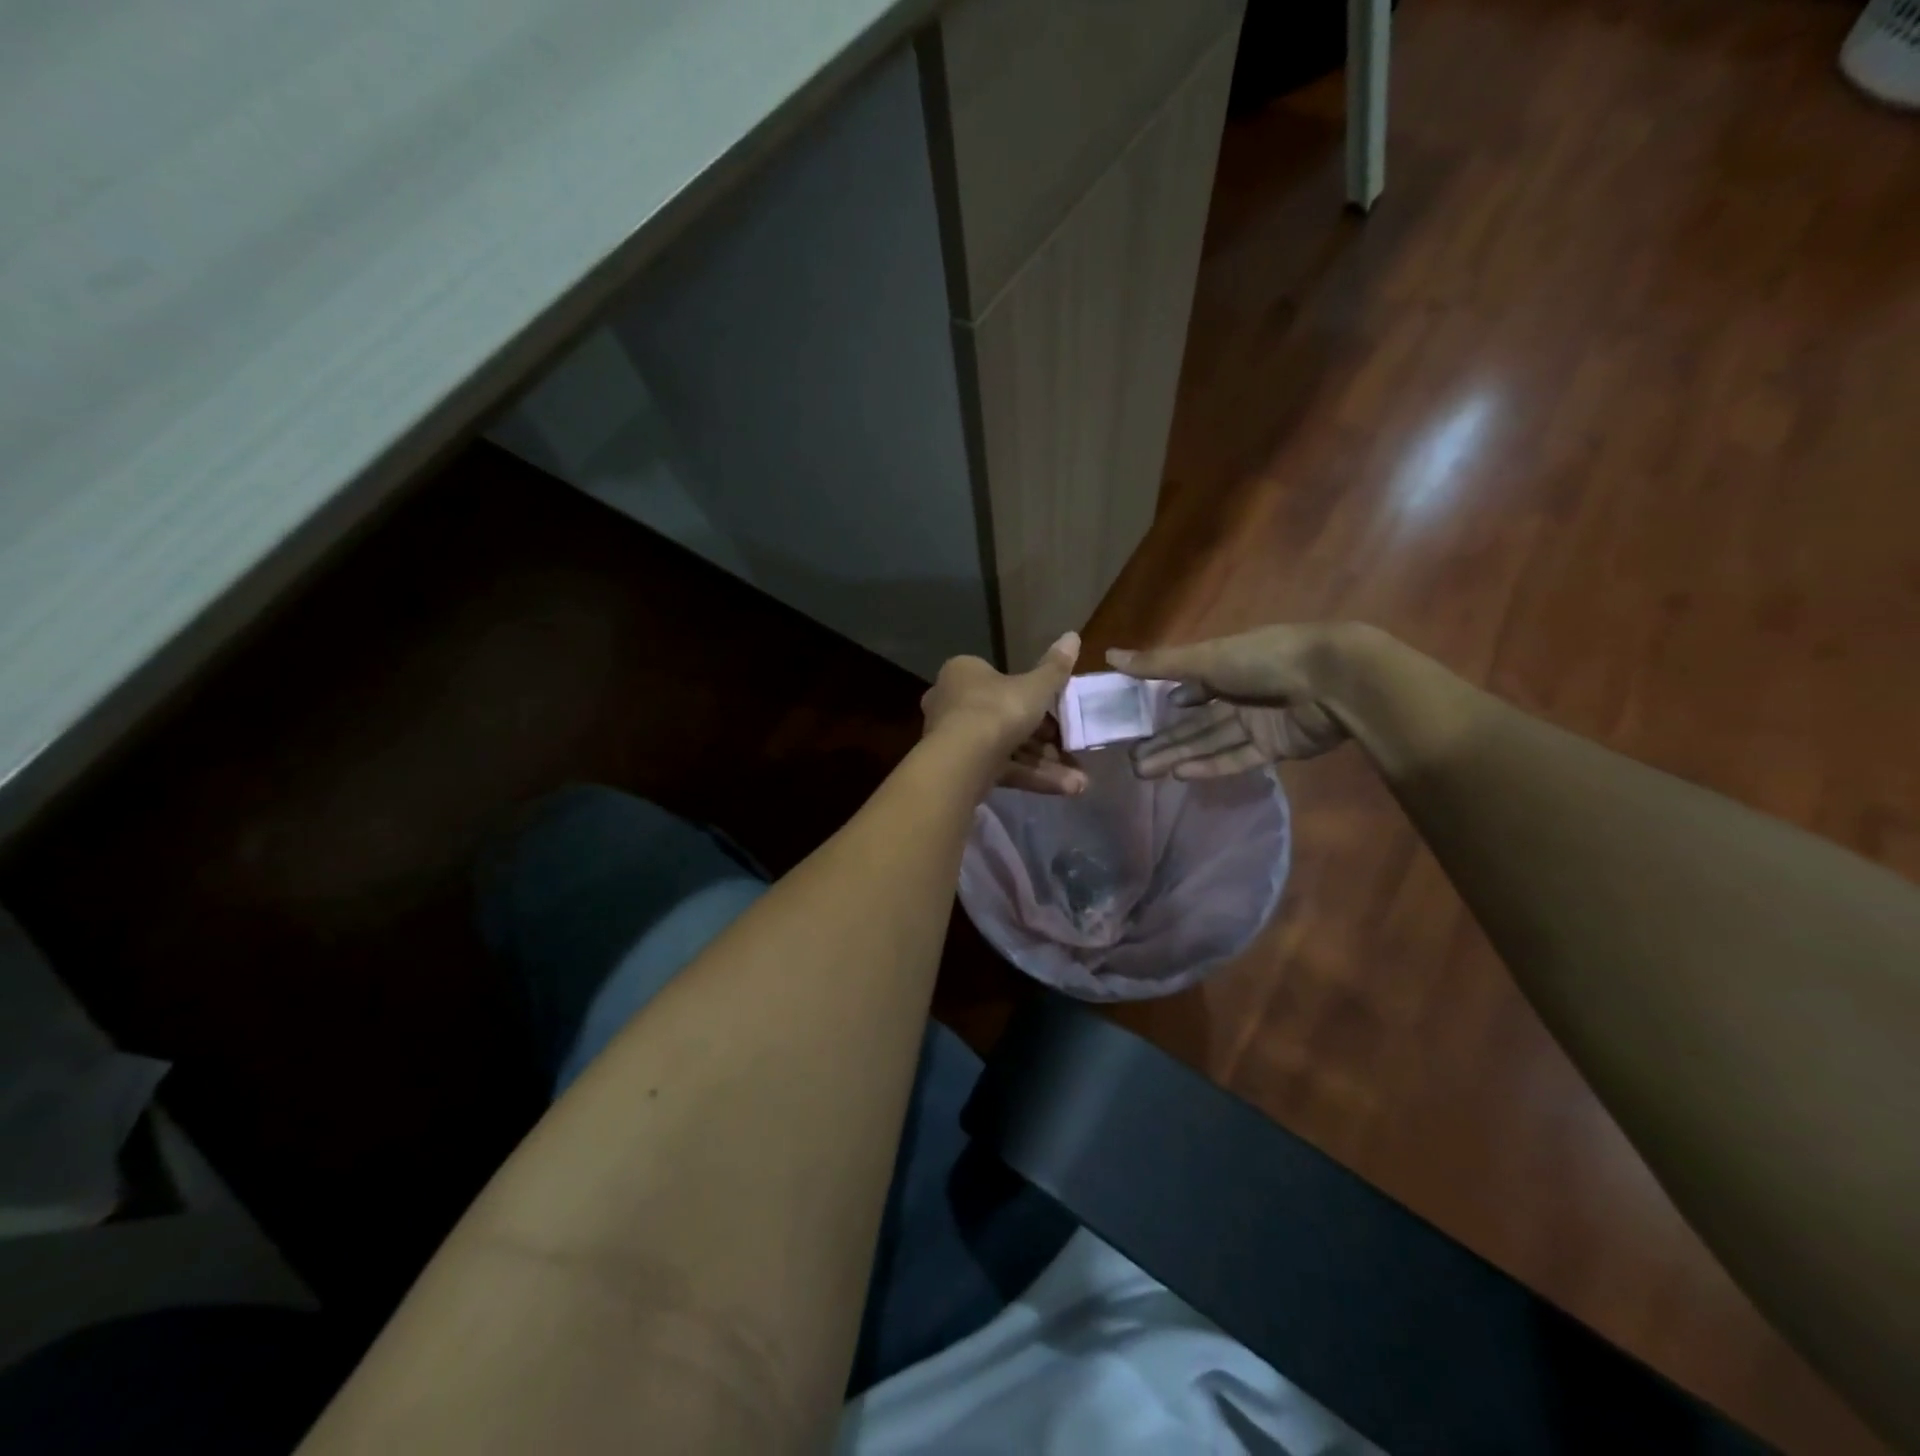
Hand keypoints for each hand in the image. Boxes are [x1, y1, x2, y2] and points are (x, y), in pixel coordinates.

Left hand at [921, 633, 1087, 794]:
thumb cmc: (998, 709)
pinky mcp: (961, 769)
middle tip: (1071, 748)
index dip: (1035, 697)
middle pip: (1006, 718)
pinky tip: (1066, 789)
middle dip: (1045, 740)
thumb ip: (1055, 667)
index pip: (1001, 681)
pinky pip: (1002, 769)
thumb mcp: (1035, 687)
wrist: (962, 759)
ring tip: (1080, 781)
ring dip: (1045, 764)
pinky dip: (1032, 777)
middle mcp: (953, 703)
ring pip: (1008, 748)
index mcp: (964, 673)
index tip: (1060, 713)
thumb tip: (1073, 635)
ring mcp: (955, 739)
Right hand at [1106, 624, 1364, 778]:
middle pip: (1194, 722)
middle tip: (1131, 761)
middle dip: (1164, 741)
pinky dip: (1210, 766)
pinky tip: (1181, 775)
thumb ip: (1158, 664)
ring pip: (1210, 742)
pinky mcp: (1274, 746)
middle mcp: (1238, 694)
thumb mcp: (1205, 658)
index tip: (1133, 723)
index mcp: (1224, 666)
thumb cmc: (1264, 659)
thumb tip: (1109, 654)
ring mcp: (1257, 721)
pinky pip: (1236, 758)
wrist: (1333, 680)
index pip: (1186, 688)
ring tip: (1143, 772)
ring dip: (1179, 756)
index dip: (1161, 705)